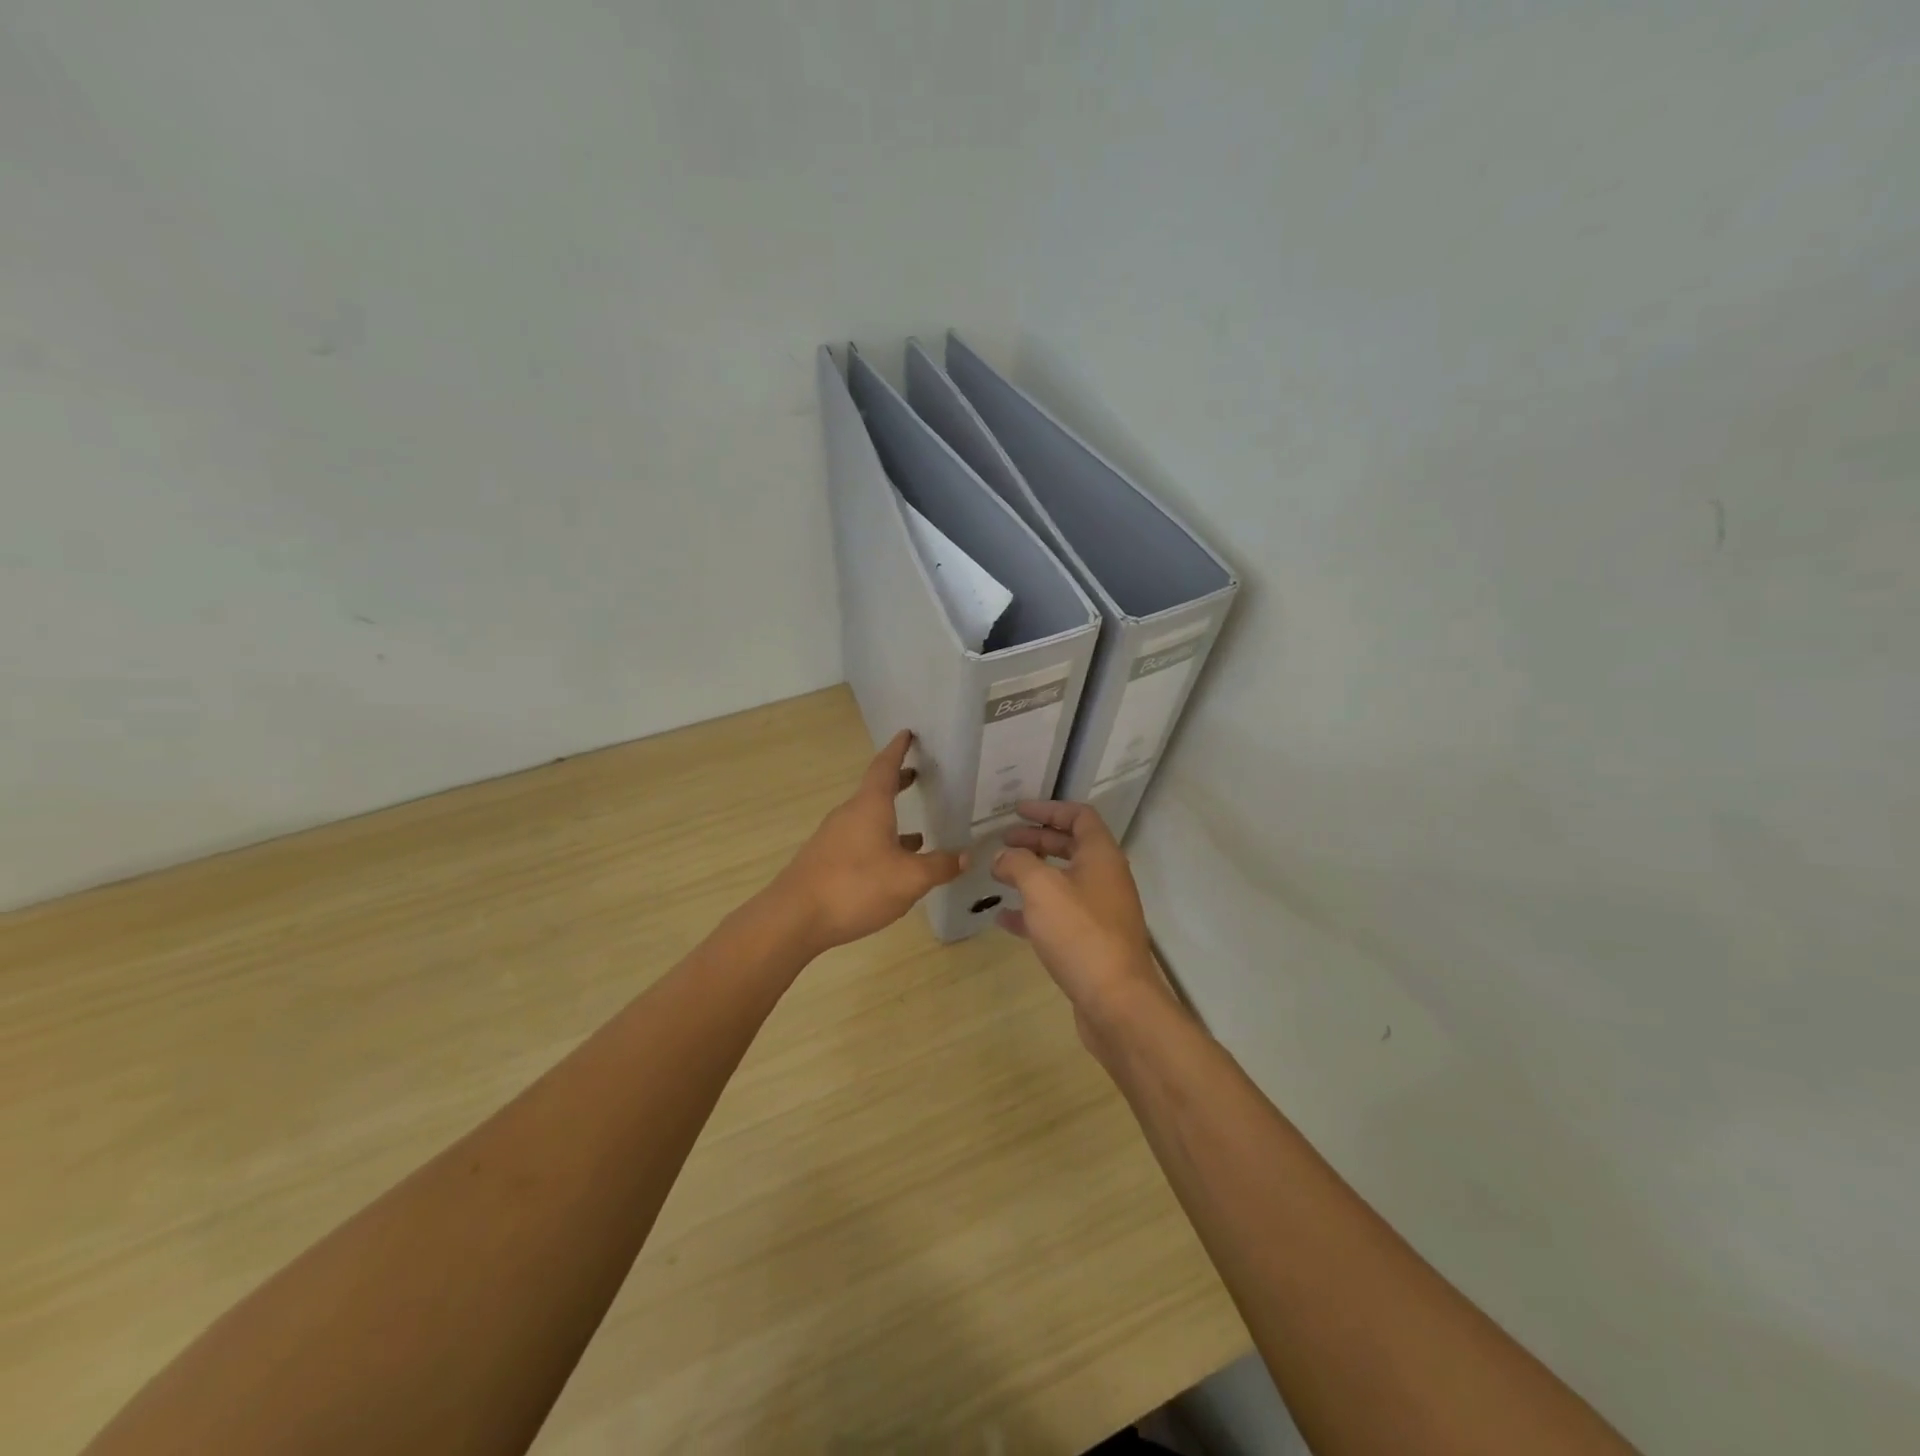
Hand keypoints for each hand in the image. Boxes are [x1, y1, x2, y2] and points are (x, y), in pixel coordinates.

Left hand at [773, 730, 965, 953]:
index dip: (898, 750)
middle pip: (875, 791)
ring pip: (868, 819)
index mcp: (870, 807)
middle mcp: (849, 815)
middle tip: (918, 776)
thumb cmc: (856, 886)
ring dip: (891, 819)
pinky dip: (880, 843)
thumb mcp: (909, 879)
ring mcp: (833, 838)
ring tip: (918, 833)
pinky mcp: (826, 861)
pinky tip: (892, 867)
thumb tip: (965, 856)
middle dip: (897, 783)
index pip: (885, 767)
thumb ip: (939, 866)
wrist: (794, 918)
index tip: (907, 734)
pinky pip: (859, 842)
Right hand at [990, 802, 1175, 1043]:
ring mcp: (1101, 911)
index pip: (1079, 816)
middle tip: (1003, 841)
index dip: (1049, 809)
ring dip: (1032, 874)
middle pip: (1070, 847)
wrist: (1116, 1001)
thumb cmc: (1080, 933)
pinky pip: (1059, 915)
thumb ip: (1018, 863)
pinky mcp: (1091, 942)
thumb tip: (1003, 857)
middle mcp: (1105, 878)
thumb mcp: (1042, 888)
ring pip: (1063, 882)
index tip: (1017, 811)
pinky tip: (1005, 917)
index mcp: (1101, 856)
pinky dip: (1033, 910)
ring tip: (999, 875)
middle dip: (1036, 841)